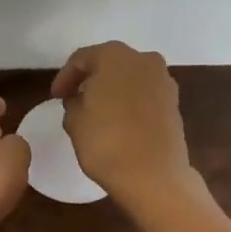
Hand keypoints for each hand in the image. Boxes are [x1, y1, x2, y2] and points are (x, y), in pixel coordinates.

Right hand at [49, 42, 192, 208]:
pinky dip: (131, 102)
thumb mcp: (74, 121)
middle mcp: (144, 59)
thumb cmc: (107, 142)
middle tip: (74, 99)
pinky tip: (119, 121)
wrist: (155, 176)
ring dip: (113, 90)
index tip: (55, 97)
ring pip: (130, 78)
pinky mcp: (175, 103)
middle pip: (110, 63)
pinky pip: (145, 95)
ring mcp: (164, 81)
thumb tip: (80, 100)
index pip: (81, 59)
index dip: (64, 77)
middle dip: (91, 79)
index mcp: (115, 55)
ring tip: (97, 111)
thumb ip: (73, 103)